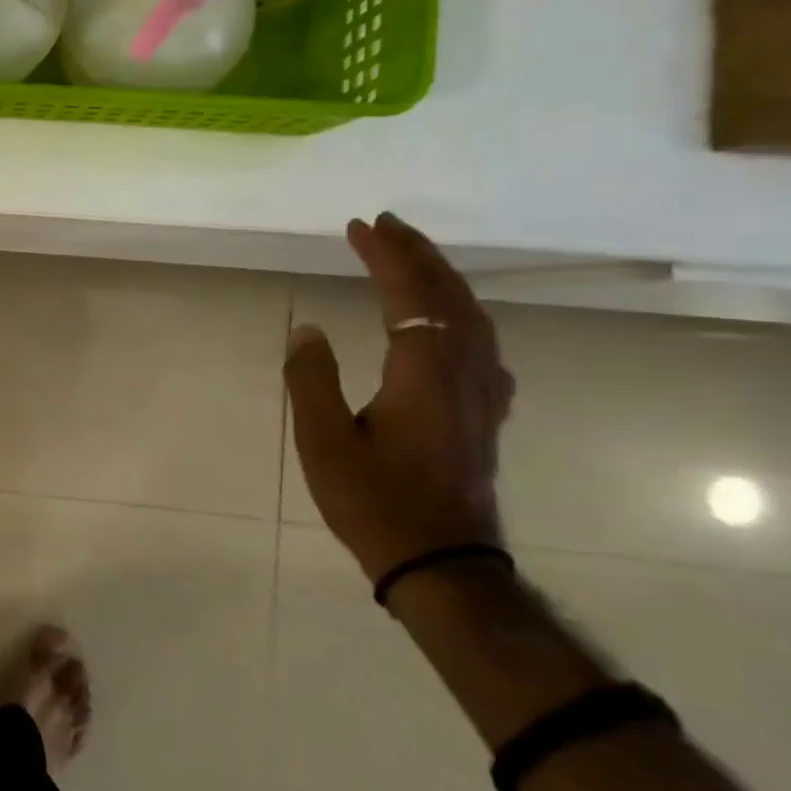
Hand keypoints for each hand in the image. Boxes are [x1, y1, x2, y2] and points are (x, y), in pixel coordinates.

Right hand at [282, 213, 515, 584]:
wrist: (443, 564)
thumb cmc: (375, 502)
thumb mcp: (324, 441)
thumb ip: (312, 379)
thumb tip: (307, 330)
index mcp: (423, 374)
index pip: (410, 296)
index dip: (386, 257)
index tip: (359, 228)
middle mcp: (462, 374)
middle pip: (450, 297)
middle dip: (418, 255)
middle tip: (385, 226)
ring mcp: (481, 395)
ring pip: (473, 318)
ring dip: (442, 279)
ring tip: (412, 257)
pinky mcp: (484, 414)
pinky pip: (480, 343)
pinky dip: (461, 313)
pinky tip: (450, 321)